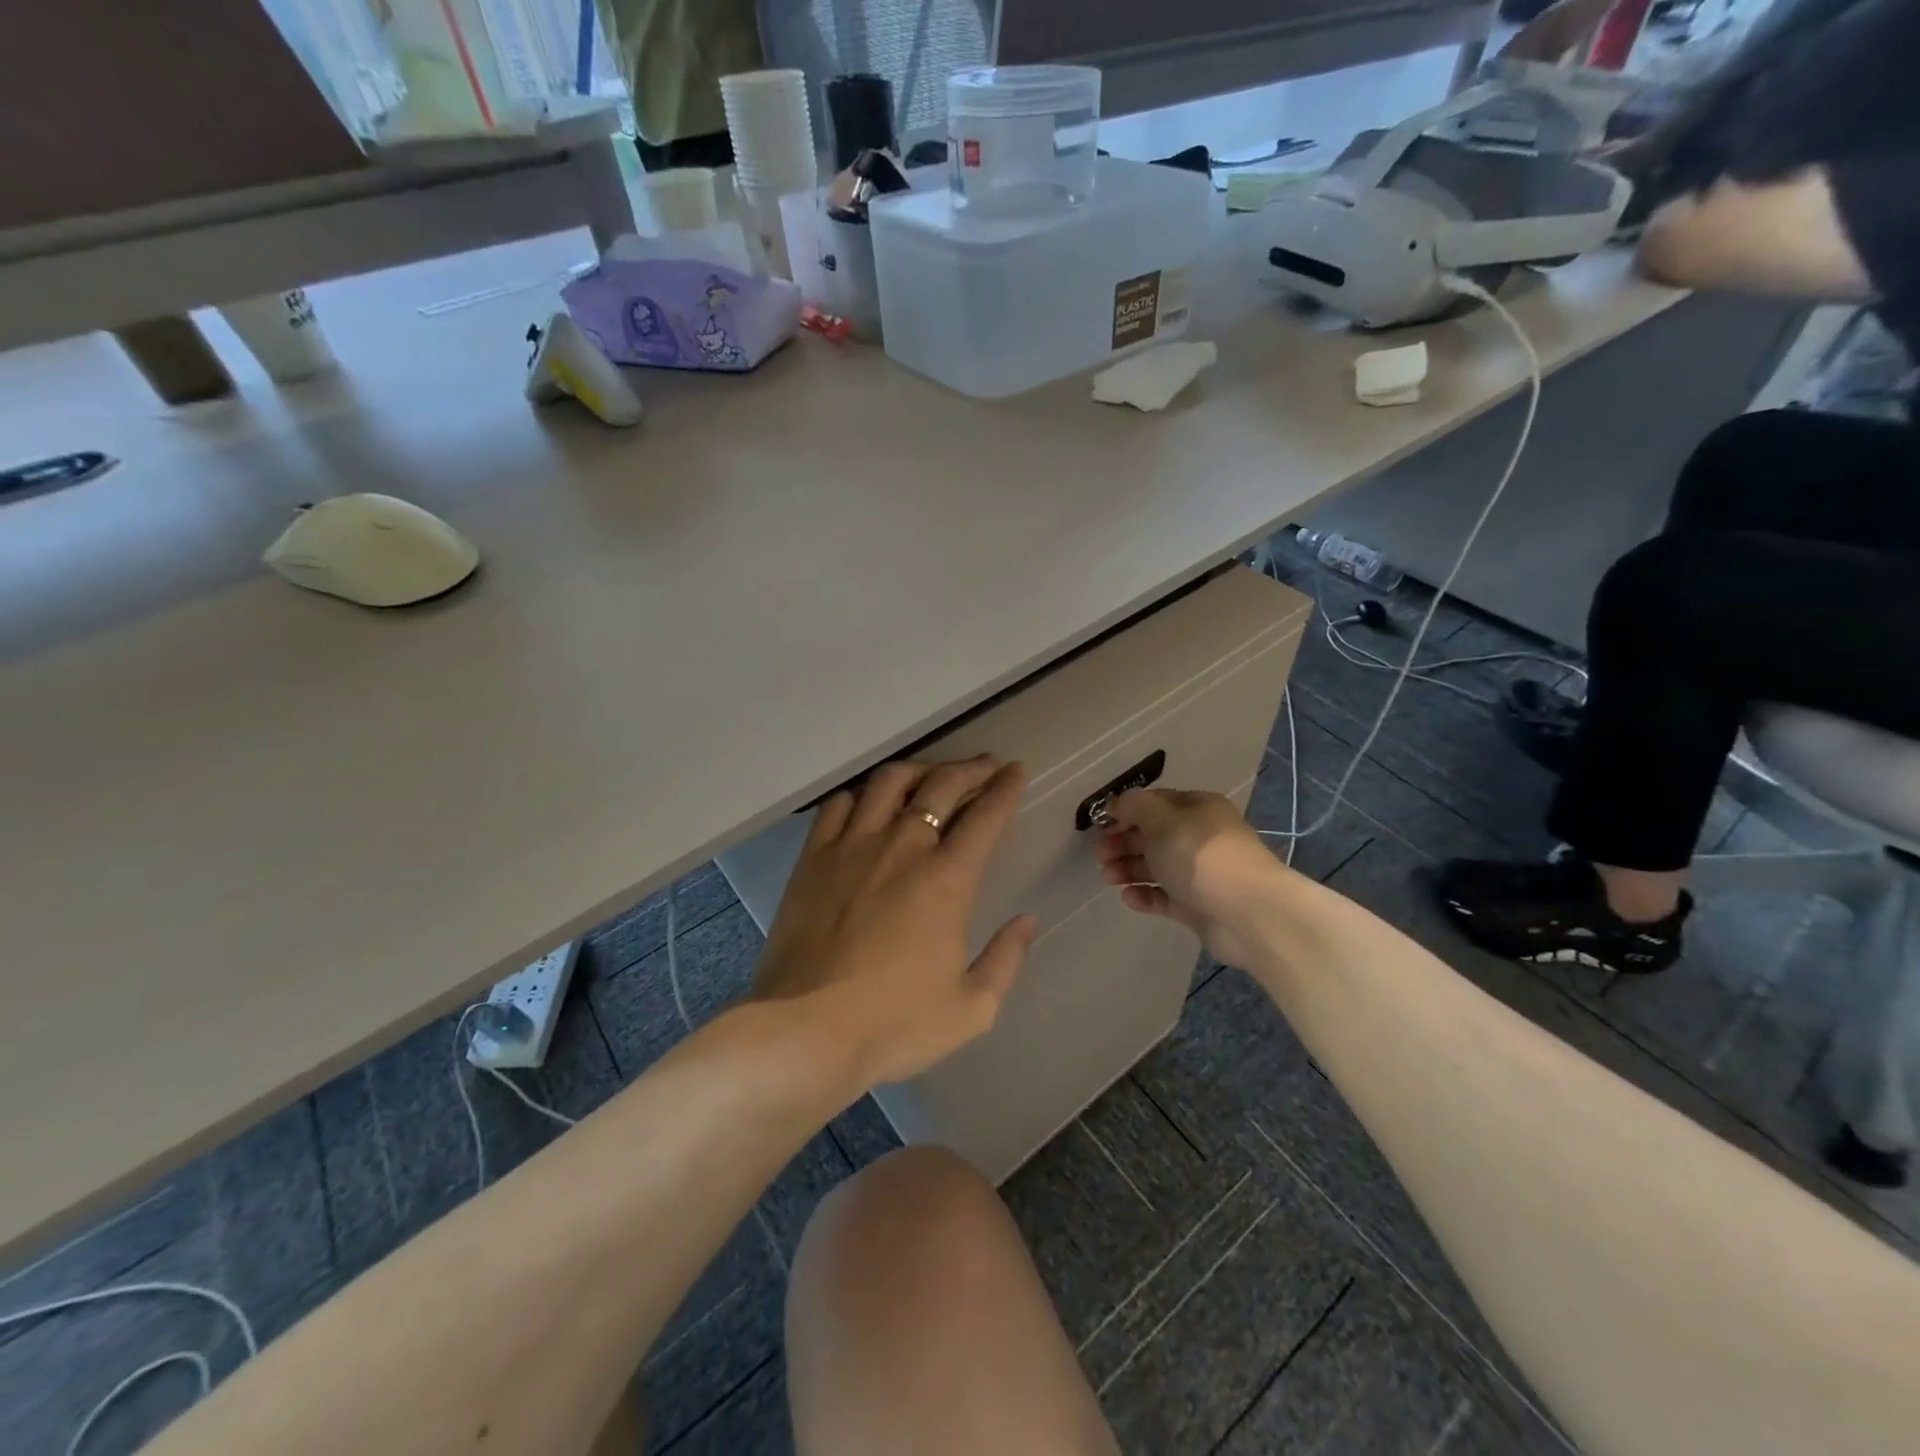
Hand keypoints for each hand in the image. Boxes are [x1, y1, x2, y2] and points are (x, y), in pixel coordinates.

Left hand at [753, 756, 1036, 1089]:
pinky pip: (839, 805)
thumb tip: (1027, 920)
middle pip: (940, 785)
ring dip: (918, 770)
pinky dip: (862, 795)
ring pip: (888, 782)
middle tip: (984, 766)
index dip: (1005, 788)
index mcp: (947, 879)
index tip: (1015, 772)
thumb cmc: (894, 1024)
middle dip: (970, 769)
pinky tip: (869, 803)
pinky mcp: (813, 858)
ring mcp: (852, 846)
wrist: (806, 1030)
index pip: (986, 815)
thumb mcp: (972, 1008)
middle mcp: (902, 847)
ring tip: (929, 775)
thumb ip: (1006, 959)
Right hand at [1092, 788, 1281, 967]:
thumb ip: (1133, 807)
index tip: (1100, 824)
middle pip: (1154, 835)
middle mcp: (1201, 837)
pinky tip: (1128, 897)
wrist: (1247, 911)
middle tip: (1099, 854)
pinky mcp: (1199, 906)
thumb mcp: (1161, 818)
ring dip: (1129, 869)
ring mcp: (1201, 874)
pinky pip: (1165, 897)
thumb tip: (1115, 805)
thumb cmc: (1200, 854)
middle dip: (1123, 842)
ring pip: (1157, 867)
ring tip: (1108, 877)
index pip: (1156, 803)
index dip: (1126, 811)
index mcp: (1198, 808)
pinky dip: (1146, 895)